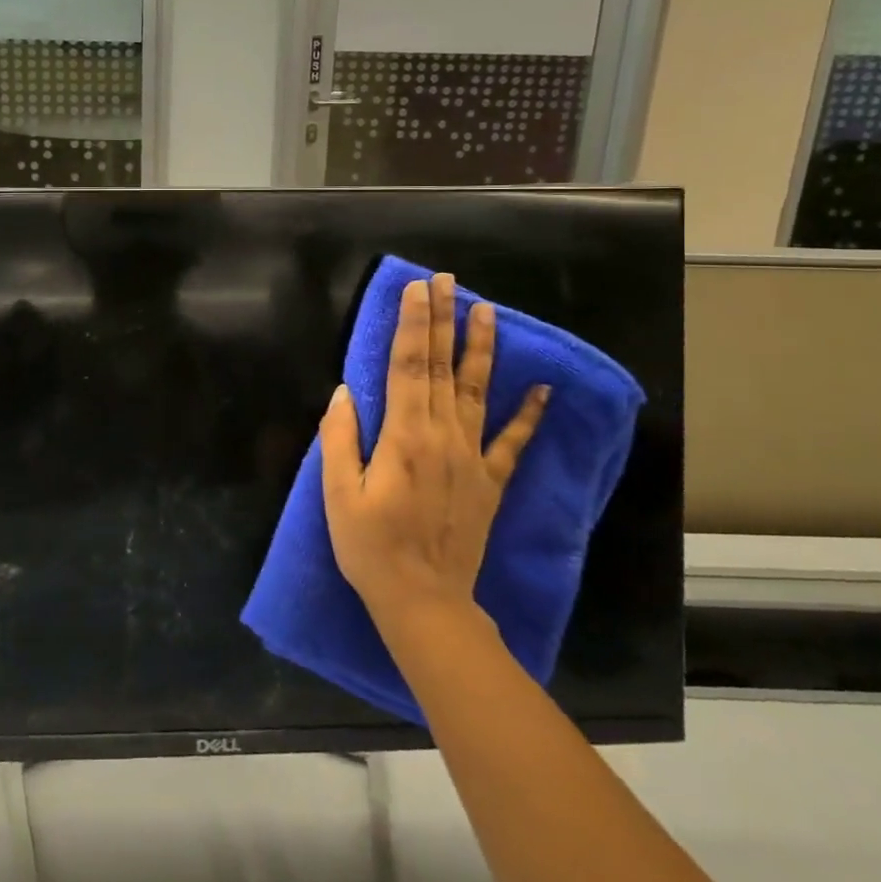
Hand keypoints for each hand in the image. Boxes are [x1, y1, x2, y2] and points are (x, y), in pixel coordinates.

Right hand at [321, 275, 548, 634]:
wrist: (425, 601)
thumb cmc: (371, 547)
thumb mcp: (338, 494)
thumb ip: (339, 438)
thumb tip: (345, 391)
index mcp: (404, 435)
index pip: (407, 365)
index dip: (411, 324)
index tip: (415, 288)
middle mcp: (442, 436)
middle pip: (441, 366)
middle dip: (441, 319)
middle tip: (446, 280)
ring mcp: (472, 457)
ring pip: (477, 390)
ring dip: (480, 348)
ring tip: (486, 310)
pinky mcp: (490, 481)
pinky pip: (513, 442)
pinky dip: (528, 414)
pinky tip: (542, 388)